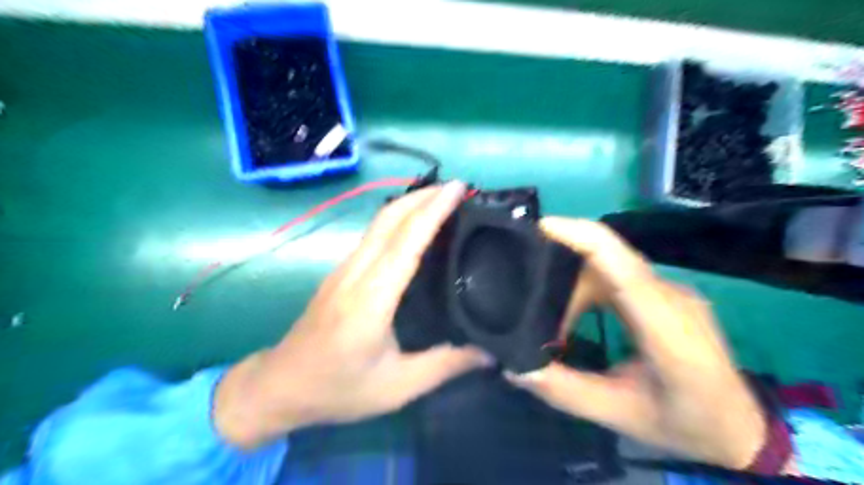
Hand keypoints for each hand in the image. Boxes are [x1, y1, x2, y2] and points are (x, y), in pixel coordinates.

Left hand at [213, 183, 487, 447]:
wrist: (280, 386)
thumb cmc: (338, 389)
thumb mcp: (397, 387)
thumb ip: (445, 366)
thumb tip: (491, 354)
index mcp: (371, 299)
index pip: (406, 242)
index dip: (432, 211)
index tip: (457, 188)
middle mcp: (355, 274)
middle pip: (389, 220)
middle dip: (423, 196)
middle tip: (456, 188)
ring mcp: (343, 270)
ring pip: (378, 223)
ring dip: (410, 204)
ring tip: (441, 200)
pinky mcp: (339, 273)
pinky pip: (372, 235)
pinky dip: (397, 220)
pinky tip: (413, 226)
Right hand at [508, 218, 765, 469]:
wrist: (741, 426)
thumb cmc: (686, 423)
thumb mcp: (620, 414)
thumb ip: (565, 390)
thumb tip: (516, 367)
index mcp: (668, 332)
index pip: (624, 267)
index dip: (583, 237)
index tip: (542, 226)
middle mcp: (672, 298)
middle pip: (607, 262)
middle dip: (563, 275)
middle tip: (529, 305)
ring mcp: (672, 292)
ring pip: (610, 268)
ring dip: (574, 287)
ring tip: (552, 320)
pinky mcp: (665, 294)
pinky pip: (618, 275)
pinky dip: (588, 290)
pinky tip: (575, 315)